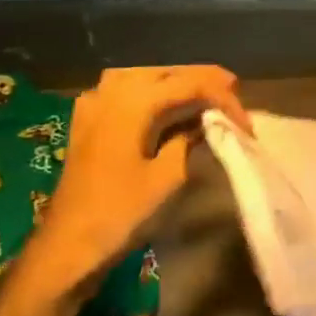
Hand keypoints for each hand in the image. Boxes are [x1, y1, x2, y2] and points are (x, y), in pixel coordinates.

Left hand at [24, 65, 248, 297]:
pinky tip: (166, 105)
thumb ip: (189, 140)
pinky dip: (152, 92)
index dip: (223, 98)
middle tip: (234, 94)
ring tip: (205, 94)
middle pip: (165, 72)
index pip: (189, 84)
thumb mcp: (168, 177)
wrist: (69, 243)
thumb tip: (206, 123)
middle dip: (201, 80)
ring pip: (144, 77)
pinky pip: (125, 91)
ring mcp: (94, 104)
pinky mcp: (88, 121)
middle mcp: (110, 92)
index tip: (246, 123)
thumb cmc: (121, 212)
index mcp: (132, 103)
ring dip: (176, 83)